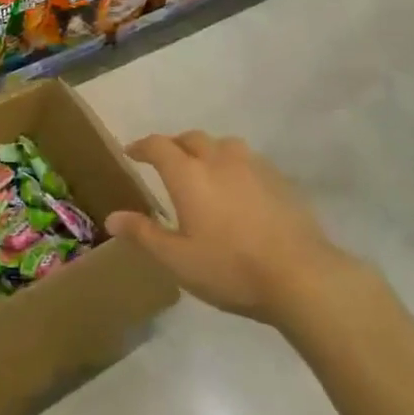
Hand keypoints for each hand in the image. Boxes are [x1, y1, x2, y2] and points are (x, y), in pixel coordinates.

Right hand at [109, 132, 358, 326]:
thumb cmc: (230, 268)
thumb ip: (144, 234)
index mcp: (188, 174)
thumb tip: (112, 217)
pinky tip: (238, 188)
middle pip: (191, 139)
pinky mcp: (280, 179)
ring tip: (204, 170)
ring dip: (207, 151)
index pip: (158, 146)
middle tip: (166, 162)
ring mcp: (253, 166)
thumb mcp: (178, 260)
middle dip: (174, 145)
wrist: (301, 276)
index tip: (131, 152)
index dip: (141, 146)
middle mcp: (218, 159)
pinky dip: (233, 166)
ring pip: (223, 145)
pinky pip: (248, 160)